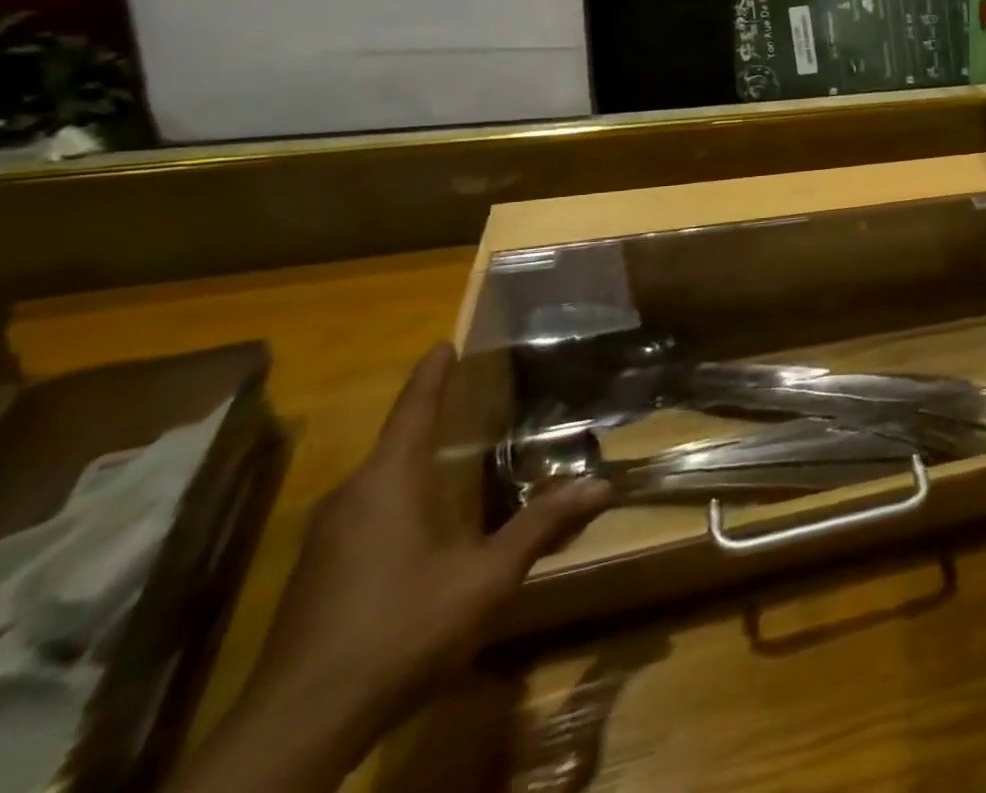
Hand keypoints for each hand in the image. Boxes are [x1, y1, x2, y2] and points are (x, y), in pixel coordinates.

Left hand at [244, 343, 611, 744]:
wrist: (297, 729)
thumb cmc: (400, 630)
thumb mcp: (485, 578)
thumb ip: (541, 526)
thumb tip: (602, 483)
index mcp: (387, 484)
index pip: (414, 411)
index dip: (432, 376)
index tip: (444, 343)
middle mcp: (350, 499)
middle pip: (395, 443)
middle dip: (430, 418)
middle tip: (472, 398)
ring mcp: (325, 541)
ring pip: (378, 482)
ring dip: (415, 462)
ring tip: (456, 453)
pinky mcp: (316, 576)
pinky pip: (366, 513)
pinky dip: (400, 498)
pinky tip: (425, 522)